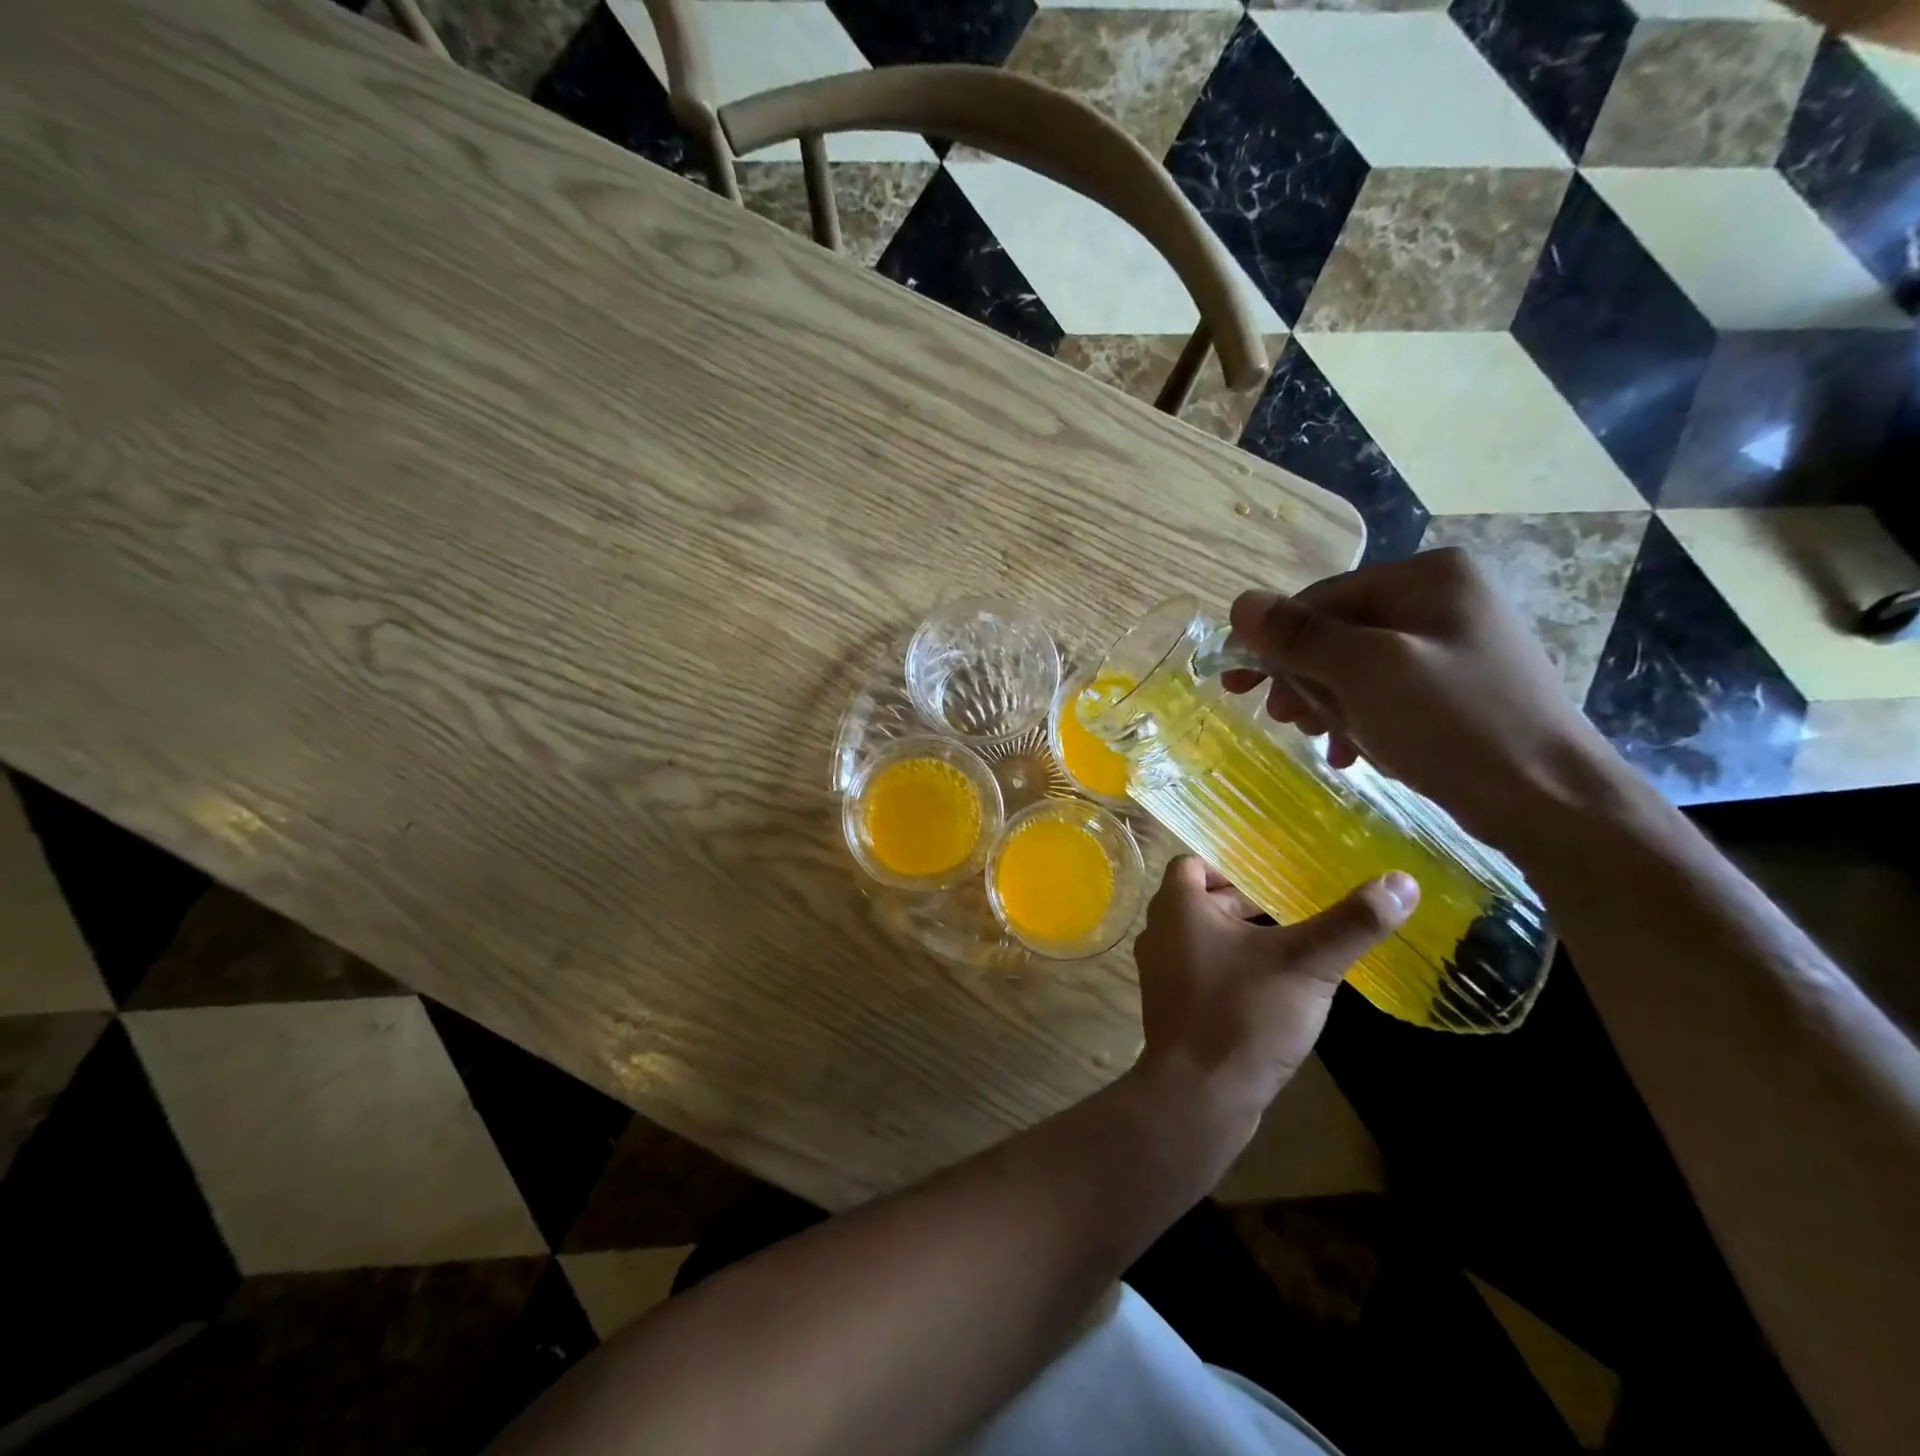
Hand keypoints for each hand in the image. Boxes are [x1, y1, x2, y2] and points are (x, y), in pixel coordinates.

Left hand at [1132, 856, 1416, 1134]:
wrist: (1198, 1096)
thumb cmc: (1244, 1014)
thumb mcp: (1307, 964)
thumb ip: (1352, 922)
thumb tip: (1402, 881)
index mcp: (1177, 908)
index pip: (1193, 864)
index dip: (1230, 867)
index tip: (1271, 880)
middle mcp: (1158, 932)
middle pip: (1199, 901)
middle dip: (1242, 904)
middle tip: (1291, 912)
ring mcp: (1159, 972)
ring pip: (1200, 938)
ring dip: (1237, 939)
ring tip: (1287, 949)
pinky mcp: (1170, 1007)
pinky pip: (1198, 971)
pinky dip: (1227, 969)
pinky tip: (1268, 990)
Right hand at [1224, 549, 1619, 846]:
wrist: (1550, 801)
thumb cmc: (1455, 723)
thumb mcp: (1365, 672)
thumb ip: (1299, 636)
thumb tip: (1239, 603)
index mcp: (1428, 577)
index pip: (1322, 598)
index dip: (1273, 640)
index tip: (1235, 683)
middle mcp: (1441, 600)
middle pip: (1337, 633)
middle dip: (1305, 679)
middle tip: (1283, 718)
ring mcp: (1450, 645)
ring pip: (1355, 668)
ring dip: (1329, 706)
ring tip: (1325, 741)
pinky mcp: (1454, 689)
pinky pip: (1383, 694)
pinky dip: (1360, 721)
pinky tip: (1354, 754)